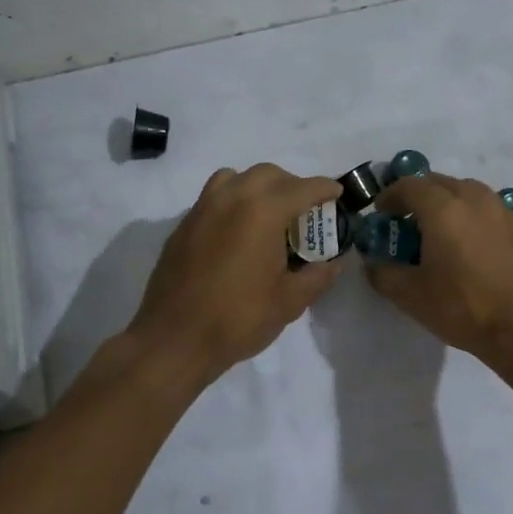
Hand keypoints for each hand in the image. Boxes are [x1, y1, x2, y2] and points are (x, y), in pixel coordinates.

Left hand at [129, 164, 342, 384]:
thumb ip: (317, 277)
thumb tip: (333, 263)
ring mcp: (202, 209)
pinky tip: (238, 231)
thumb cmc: (238, 319)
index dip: (324, 188)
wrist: (175, 339)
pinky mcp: (183, 225)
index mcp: (263, 212)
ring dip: (258, 186)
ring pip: (235, 178)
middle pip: (268, 174)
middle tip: (305, 209)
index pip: (302, 188)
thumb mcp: (289, 302)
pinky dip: (233, 201)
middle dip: (292, 185)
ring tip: (269, 213)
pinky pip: (213, 197)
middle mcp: (231, 198)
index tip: (337, 193)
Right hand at [365, 174, 512, 368]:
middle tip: (409, 221)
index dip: (390, 196)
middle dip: (420, 196)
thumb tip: (372, 263)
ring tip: (443, 230)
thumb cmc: (462, 307)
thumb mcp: (410, 296)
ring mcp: (505, 211)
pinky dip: (477, 219)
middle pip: (440, 182)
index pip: (409, 185)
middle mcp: (475, 199)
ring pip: (470, 193)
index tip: (382, 213)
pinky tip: (476, 245)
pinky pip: (493, 212)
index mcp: (443, 208)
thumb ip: (383, 273)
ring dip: (450, 203)